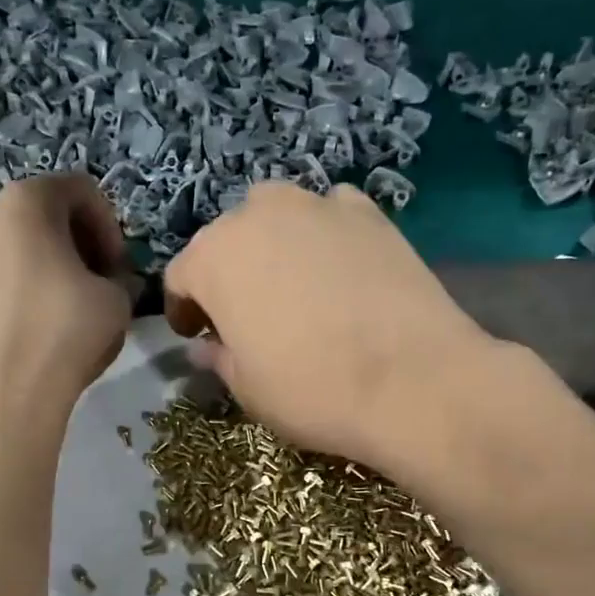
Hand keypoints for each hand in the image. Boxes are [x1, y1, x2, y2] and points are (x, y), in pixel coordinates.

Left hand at [0, 174, 132, 427]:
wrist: (4, 389)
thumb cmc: (66, 330)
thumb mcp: (118, 298)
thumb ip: (122, 277)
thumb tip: (114, 281)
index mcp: (26, 199)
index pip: (82, 189)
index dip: (111, 225)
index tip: (120, 266)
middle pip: (48, 211)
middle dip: (82, 241)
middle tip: (102, 280)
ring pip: (22, 240)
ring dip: (55, 261)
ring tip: (74, 301)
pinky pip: (2, 267)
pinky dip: (28, 280)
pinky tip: (43, 318)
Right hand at [163, 183, 494, 468]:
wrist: (413, 379)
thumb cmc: (312, 389)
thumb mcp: (248, 388)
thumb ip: (218, 358)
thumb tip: (204, 347)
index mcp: (213, 258)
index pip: (181, 276)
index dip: (184, 309)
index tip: (196, 335)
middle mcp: (257, 215)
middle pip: (227, 240)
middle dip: (228, 274)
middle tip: (244, 314)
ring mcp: (316, 206)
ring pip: (276, 216)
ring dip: (272, 246)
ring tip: (291, 285)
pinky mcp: (368, 212)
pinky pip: (329, 215)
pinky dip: (324, 236)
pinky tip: (339, 269)